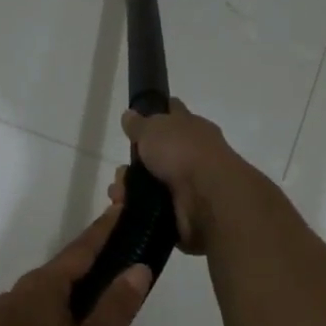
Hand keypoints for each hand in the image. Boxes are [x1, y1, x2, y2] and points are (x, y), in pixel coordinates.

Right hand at [108, 99, 241, 254]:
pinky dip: (136, 209)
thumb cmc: (182, 152)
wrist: (207, 198)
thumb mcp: (154, 128)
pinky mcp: (183, 212)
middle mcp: (193, 154)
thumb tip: (129, 115)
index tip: (138, 118)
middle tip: (121, 172)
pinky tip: (124, 209)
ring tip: (118, 195)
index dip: (157, 113)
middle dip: (134, 164)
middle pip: (157, 154)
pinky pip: (153, 209)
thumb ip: (139, 124)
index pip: (174, 113)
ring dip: (129, 189)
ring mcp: (189, 185)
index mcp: (192, 128)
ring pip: (151, 184)